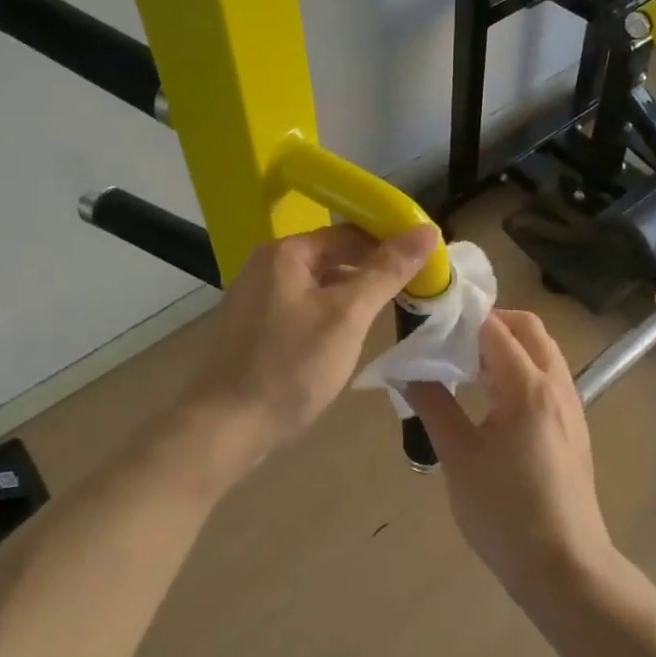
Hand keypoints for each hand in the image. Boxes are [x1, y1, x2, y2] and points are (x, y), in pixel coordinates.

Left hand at [183, 223, 441, 473]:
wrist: (228, 426)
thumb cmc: (291, 366)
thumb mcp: (347, 316)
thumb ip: (387, 271)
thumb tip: (427, 230)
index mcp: (286, 252)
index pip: (351, 233)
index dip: (390, 244)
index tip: (426, 264)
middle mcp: (267, 265)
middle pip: (333, 255)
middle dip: (373, 271)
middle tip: (414, 291)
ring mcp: (257, 296)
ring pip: (319, 283)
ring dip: (353, 293)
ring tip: (389, 312)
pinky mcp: (255, 325)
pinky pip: (303, 305)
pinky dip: (330, 312)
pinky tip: (349, 335)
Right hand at [407, 310, 617, 601]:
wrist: (565, 568)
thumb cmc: (505, 512)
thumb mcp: (458, 457)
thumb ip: (433, 405)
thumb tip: (408, 372)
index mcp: (528, 387)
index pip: (495, 328)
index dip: (462, 319)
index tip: (431, 324)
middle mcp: (557, 386)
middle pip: (528, 329)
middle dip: (491, 323)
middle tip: (452, 341)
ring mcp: (571, 406)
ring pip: (542, 352)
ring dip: (508, 345)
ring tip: (466, 368)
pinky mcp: (574, 427)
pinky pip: (548, 377)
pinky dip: (521, 368)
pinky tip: (492, 399)